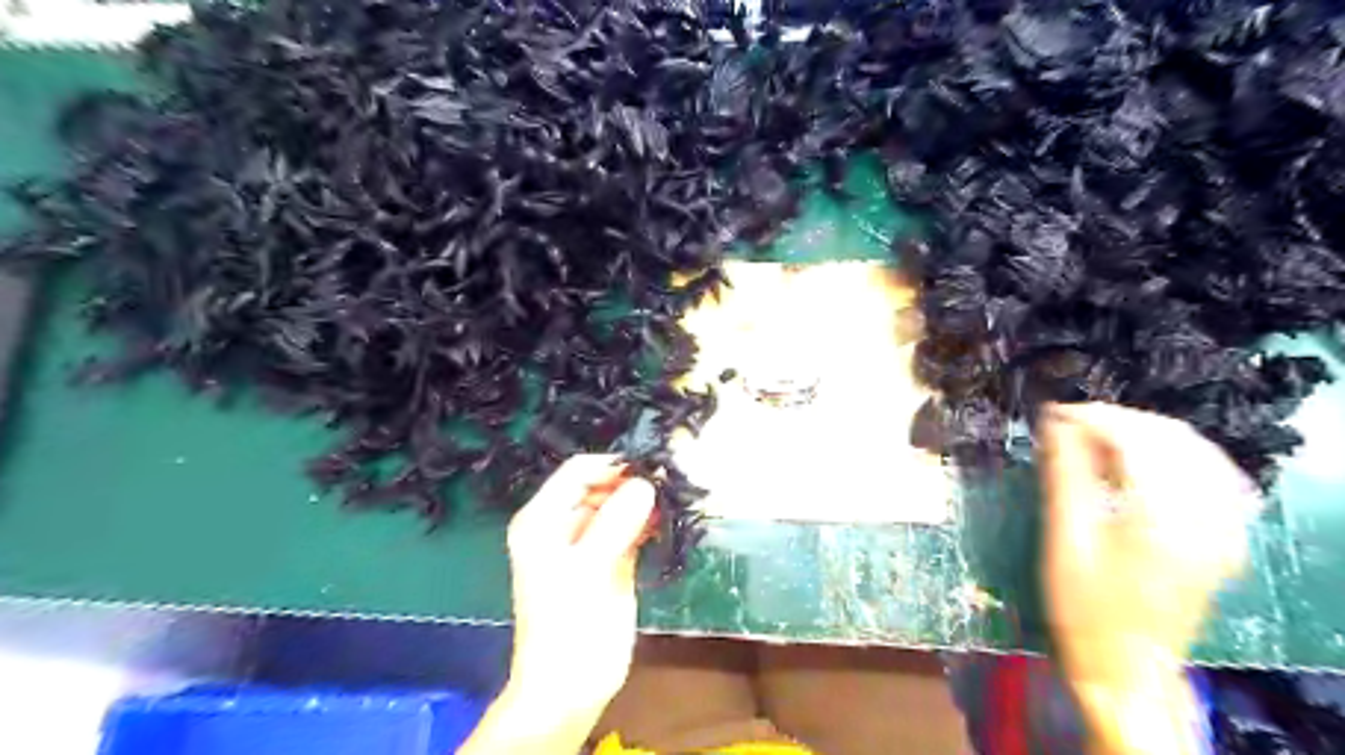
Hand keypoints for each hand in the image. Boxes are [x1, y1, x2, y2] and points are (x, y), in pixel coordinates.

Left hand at [485, 457, 656, 744]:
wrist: (571, 686)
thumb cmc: (566, 625)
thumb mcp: (586, 569)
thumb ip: (614, 523)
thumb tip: (645, 485)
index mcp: (543, 518)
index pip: (578, 472)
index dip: (612, 466)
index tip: (650, 469)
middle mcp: (564, 523)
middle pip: (601, 485)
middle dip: (632, 482)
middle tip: (669, 483)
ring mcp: (590, 541)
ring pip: (620, 505)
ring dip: (644, 501)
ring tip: (673, 498)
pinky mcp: (612, 559)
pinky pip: (632, 528)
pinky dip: (649, 522)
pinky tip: (667, 522)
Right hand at [1037, 405, 1260, 753]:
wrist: (1126, 666)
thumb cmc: (1083, 607)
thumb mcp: (1064, 539)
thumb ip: (1065, 474)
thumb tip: (1054, 424)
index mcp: (1162, 519)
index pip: (1136, 441)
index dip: (1093, 417)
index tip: (1053, 412)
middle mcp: (1207, 517)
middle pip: (1171, 439)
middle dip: (1118, 419)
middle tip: (1069, 422)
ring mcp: (1226, 528)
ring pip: (1196, 451)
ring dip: (1145, 433)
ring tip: (1097, 435)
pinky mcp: (1226, 537)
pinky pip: (1212, 474)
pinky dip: (1174, 454)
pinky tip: (1143, 458)